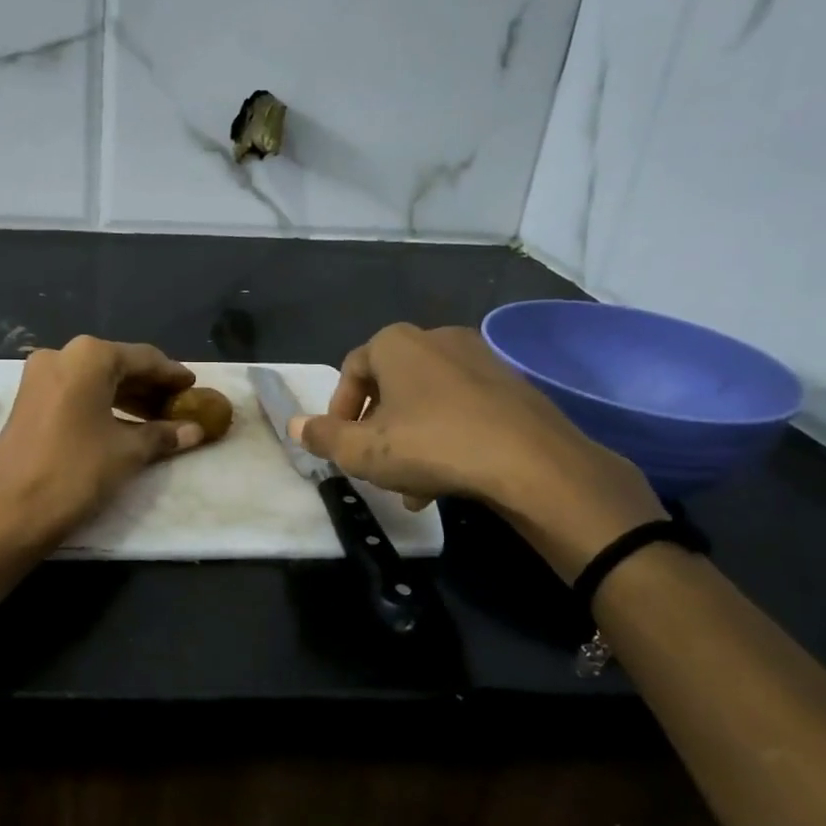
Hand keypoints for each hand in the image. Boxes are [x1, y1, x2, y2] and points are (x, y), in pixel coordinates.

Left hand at [0, 336, 205, 549]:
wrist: (11, 512)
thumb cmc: (76, 472)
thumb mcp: (127, 452)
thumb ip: (163, 435)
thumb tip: (195, 430)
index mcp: (89, 356)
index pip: (144, 358)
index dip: (172, 375)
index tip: (195, 386)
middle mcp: (61, 355)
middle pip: (117, 365)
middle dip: (149, 387)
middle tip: (179, 406)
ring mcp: (39, 376)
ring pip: (95, 379)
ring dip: (127, 397)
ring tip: (157, 419)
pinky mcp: (28, 399)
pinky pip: (75, 392)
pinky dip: (102, 404)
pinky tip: (124, 424)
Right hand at [291, 324, 664, 578]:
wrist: (532, 462)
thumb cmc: (432, 446)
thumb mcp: (363, 451)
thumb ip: (323, 437)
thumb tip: (293, 424)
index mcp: (396, 344)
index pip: (352, 369)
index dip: (339, 409)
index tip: (341, 444)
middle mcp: (437, 339)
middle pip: (391, 385)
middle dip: (378, 429)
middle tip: (375, 466)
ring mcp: (480, 359)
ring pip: (427, 401)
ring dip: (411, 439)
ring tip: (411, 486)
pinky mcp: (512, 385)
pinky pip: (463, 407)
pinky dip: (447, 436)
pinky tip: (449, 478)